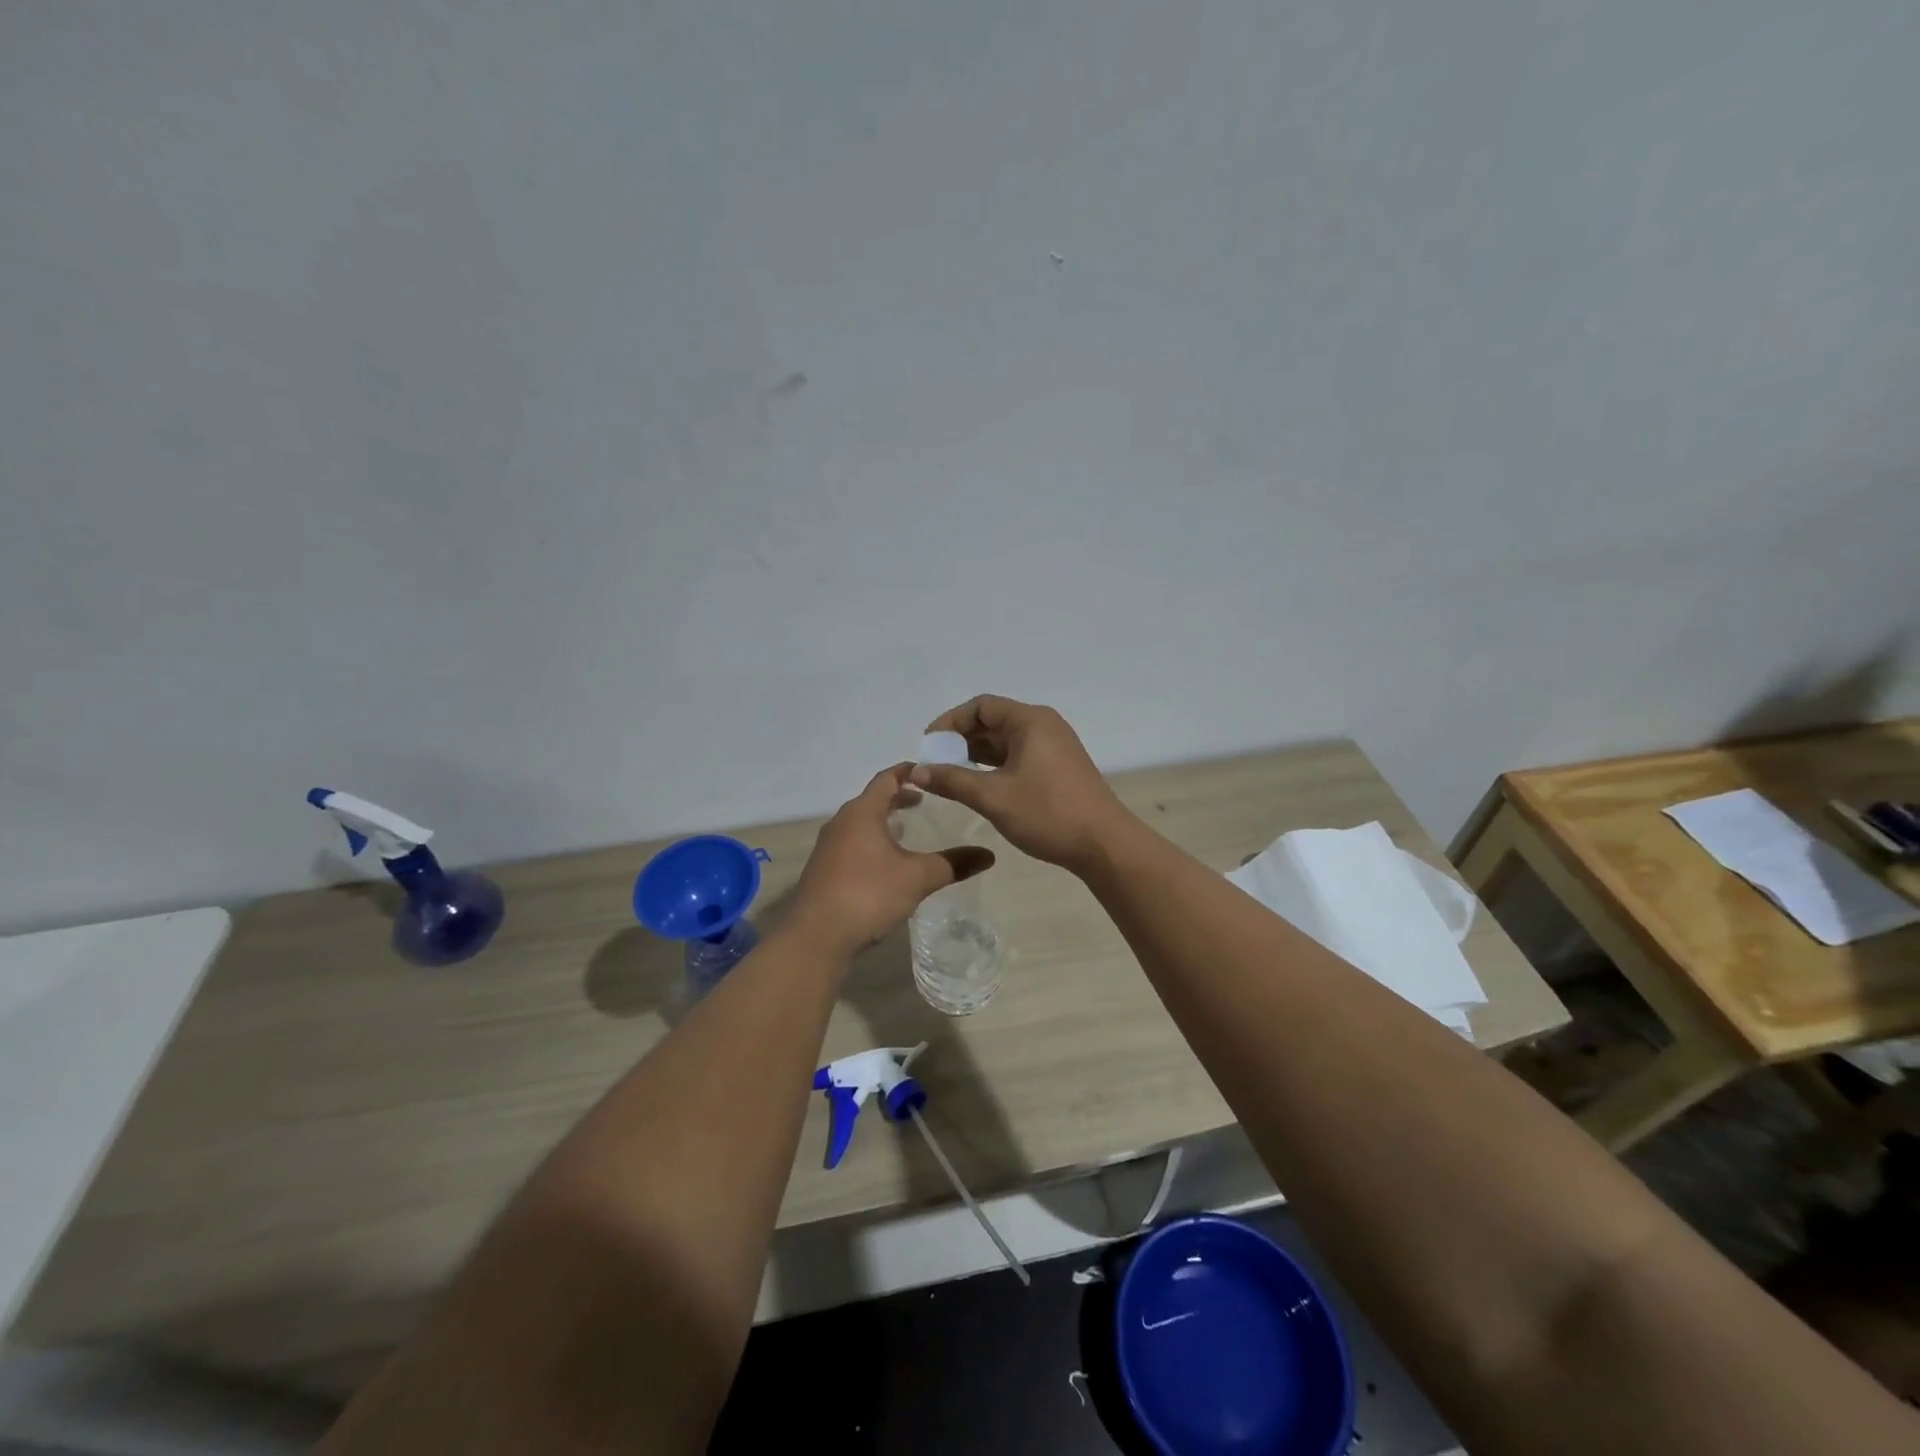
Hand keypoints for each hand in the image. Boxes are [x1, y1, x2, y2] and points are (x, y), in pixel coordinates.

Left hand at [789, 764, 995, 954]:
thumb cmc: (868, 894)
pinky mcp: (823, 870)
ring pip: (859, 823)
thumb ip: (953, 863)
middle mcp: (841, 822)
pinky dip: (870, 842)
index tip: (928, 771)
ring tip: (906, 830)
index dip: (908, 771)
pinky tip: (884, 863)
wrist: (816, 936)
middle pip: (871, 800)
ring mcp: (828, 847)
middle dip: (897, 797)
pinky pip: (851, 844)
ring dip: (882, 821)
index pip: (886, 778)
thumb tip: (989, 855)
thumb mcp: (918, 877)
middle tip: (923, 802)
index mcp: (862, 813)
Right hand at [910, 696, 1132, 872]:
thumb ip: (952, 780)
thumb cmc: (1047, 813)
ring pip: (1005, 742)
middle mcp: (1043, 726)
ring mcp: (1054, 747)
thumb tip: (916, 771)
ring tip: (950, 777)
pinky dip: (995, 767)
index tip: (928, 745)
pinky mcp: (1058, 768)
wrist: (1103, 844)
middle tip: (935, 764)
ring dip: (976, 756)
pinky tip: (978, 787)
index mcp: (1030, 721)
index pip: (981, 706)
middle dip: (961, 740)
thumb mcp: (993, 797)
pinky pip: (1018, 756)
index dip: (950, 721)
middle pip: (993, 721)